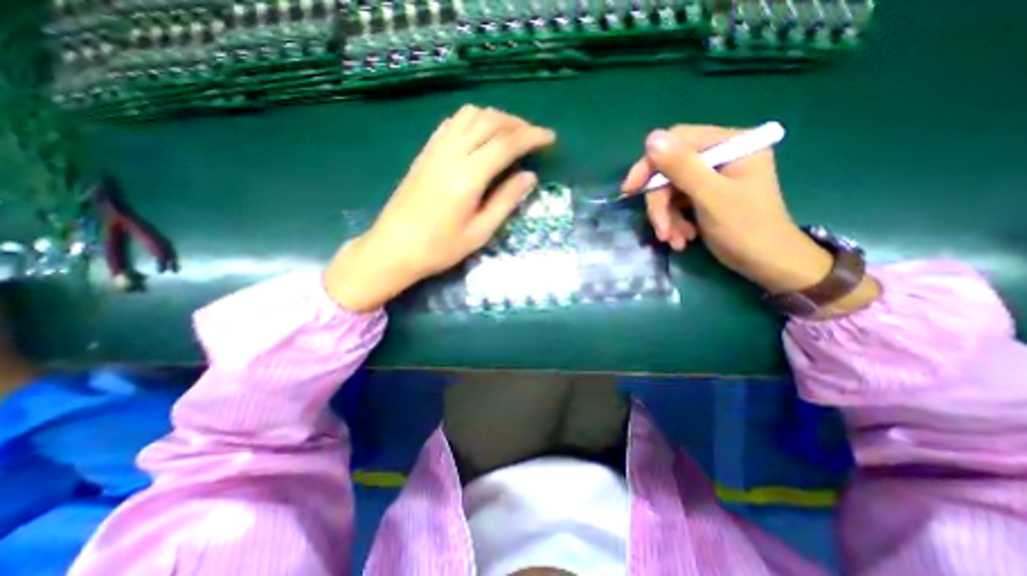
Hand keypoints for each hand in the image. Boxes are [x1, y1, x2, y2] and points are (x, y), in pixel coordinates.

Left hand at [326, 103, 553, 310]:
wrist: (394, 248)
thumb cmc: (439, 248)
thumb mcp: (479, 232)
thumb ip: (505, 201)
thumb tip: (529, 176)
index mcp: (467, 177)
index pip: (506, 144)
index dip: (532, 137)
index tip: (550, 138)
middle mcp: (451, 155)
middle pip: (489, 122)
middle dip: (517, 124)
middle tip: (534, 136)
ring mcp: (434, 150)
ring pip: (470, 116)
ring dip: (496, 118)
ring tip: (511, 133)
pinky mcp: (425, 152)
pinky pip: (452, 123)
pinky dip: (473, 120)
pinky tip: (481, 134)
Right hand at [622, 123, 877, 314]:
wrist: (767, 263)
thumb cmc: (746, 229)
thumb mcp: (711, 196)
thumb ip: (682, 167)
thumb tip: (651, 139)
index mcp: (732, 144)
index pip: (678, 141)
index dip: (650, 164)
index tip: (630, 190)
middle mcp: (721, 155)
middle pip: (671, 170)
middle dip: (661, 203)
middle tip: (661, 230)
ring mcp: (712, 176)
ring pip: (670, 190)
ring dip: (667, 217)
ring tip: (675, 240)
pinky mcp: (705, 195)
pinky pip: (677, 203)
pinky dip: (675, 222)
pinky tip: (682, 239)